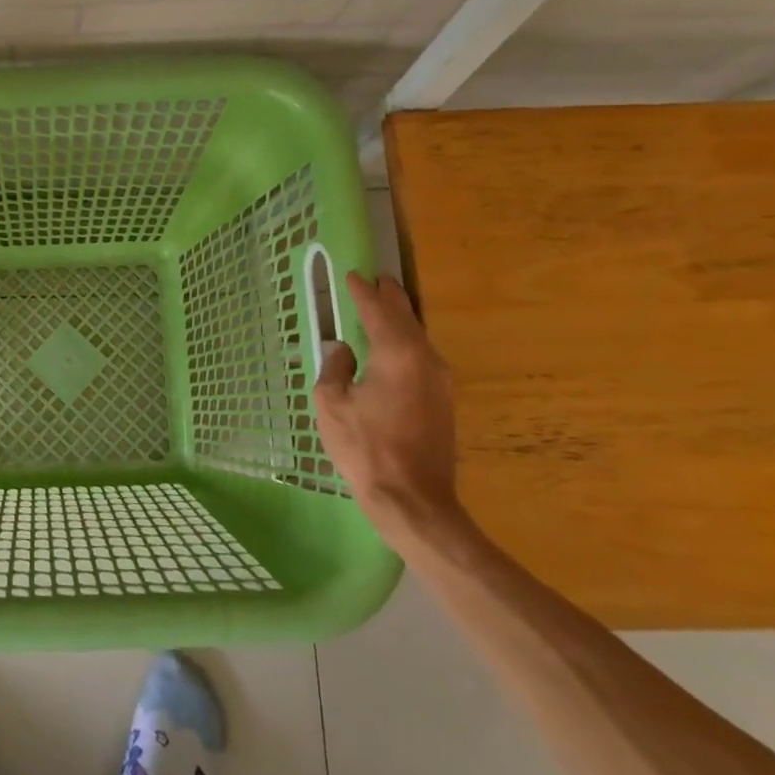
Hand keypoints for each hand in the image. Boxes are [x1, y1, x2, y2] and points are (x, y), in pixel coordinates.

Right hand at [311, 272, 463, 544]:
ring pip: (419, 338)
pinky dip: (407, 342)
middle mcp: (426, 361)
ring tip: (386, 306)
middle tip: (377, 280)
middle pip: (407, 319)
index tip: (353, 275)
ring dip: (401, 320)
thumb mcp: (332, 404)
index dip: (363, 292)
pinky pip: (422, 357)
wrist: (413, 500)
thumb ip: (335, 368)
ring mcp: (440, 382)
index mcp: (398, 355)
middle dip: (390, 298)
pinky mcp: (443, 402)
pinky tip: (395, 347)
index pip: (378, 311)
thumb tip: (342, 350)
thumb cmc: (366, 448)